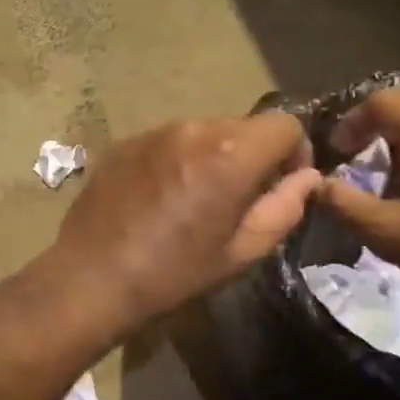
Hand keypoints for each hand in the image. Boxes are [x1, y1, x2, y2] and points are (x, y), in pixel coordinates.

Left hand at [48, 116, 321, 323]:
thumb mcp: (241, 251)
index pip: (285, 124)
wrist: (92, 275)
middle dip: (253, 155)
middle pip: (242, 126)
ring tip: (194, 198)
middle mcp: (192, 129)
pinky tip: (160, 196)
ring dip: (212, 155)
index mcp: (229, 154)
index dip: (295, 151)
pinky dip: (176, 158)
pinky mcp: (124, 142)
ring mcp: (153, 132)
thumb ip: (283, 208)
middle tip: (239, 197)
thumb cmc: (174, 272)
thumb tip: (307, 178)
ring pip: (203, 131)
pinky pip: (167, 140)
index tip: (283, 183)